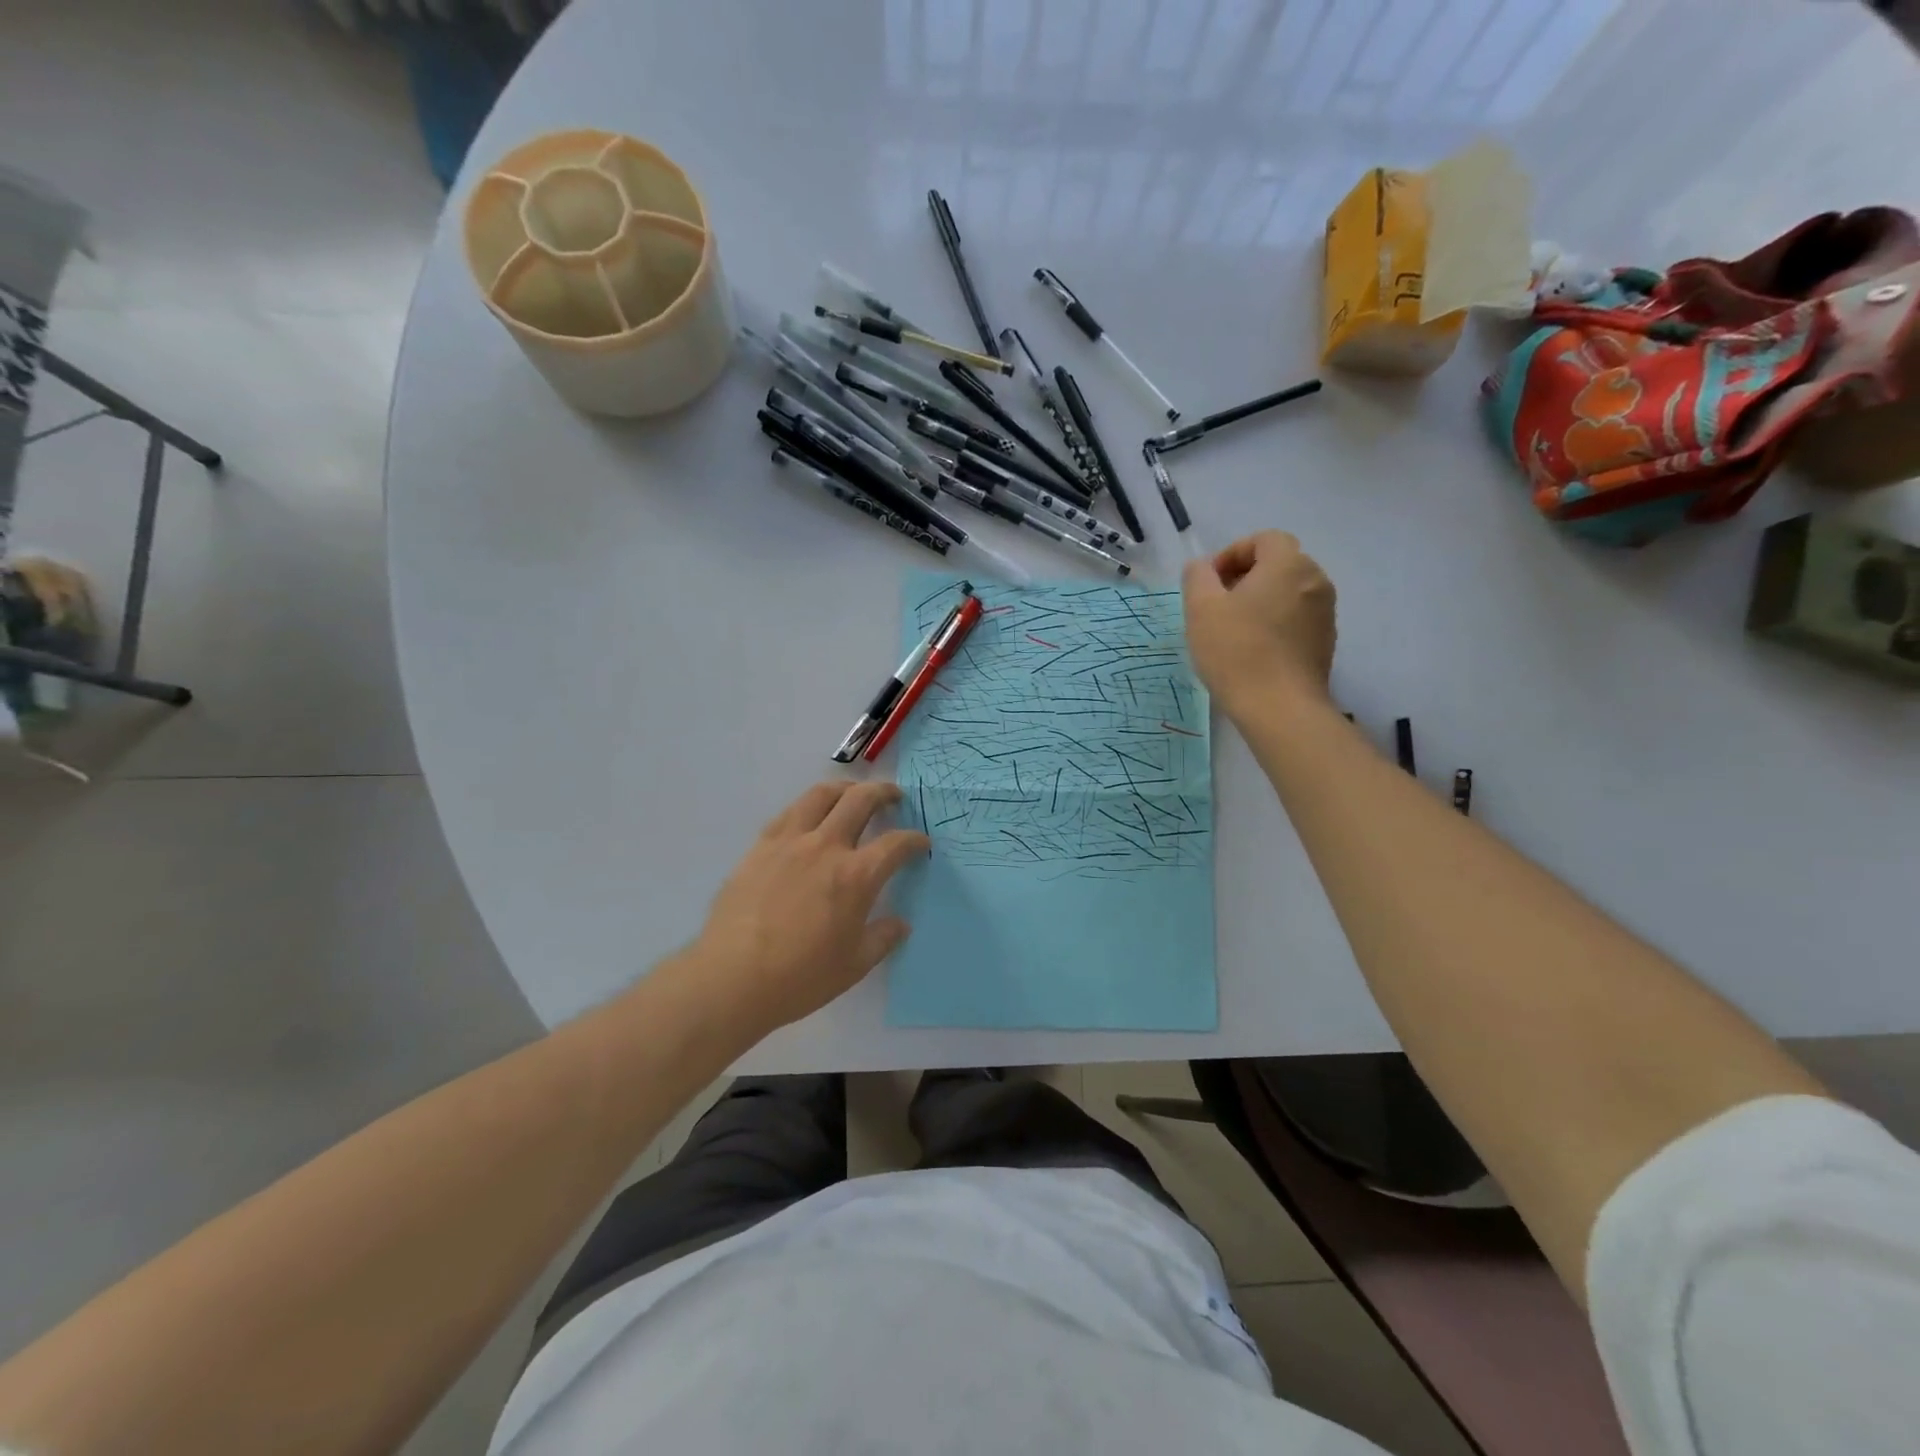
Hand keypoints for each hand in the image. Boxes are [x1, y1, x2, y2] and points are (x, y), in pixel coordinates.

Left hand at [680, 781, 929, 1037]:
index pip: (896, 844)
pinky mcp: (760, 846)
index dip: (914, 839)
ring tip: (853, 793)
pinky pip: (789, 812)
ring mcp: (789, 842)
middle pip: (861, 800)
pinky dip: (808, 806)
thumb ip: (882, 939)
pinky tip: (810, 816)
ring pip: (821, 794)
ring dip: (845, 788)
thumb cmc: (800, 977)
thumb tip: (901, 924)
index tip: (921, 842)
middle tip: (894, 796)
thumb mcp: (854, 965)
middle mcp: (826, 847)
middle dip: (884, 793)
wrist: (732, 978)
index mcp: (856, 876)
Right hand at [1182, 530, 1336, 714]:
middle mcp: (1315, 580)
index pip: (1264, 539)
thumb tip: (1202, 567)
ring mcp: (1325, 613)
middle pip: (1278, 564)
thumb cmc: (1236, 651)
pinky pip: (1297, 618)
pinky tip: (1253, 650)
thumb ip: (1198, 577)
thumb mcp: (1201, 609)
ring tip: (1232, 629)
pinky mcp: (1325, 642)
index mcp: (1288, 564)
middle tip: (1216, 604)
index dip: (1232, 553)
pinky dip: (1275, 622)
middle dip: (1245, 577)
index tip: (1209, 581)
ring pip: (1288, 592)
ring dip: (1260, 601)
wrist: (1280, 708)